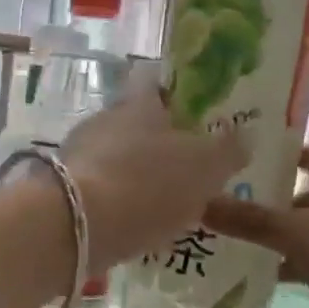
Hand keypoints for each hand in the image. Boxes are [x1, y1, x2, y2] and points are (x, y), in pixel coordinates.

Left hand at [61, 66, 246, 271]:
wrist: (75, 226)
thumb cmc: (147, 183)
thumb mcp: (204, 167)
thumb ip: (227, 150)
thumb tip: (245, 136)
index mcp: (139, 103)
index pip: (155, 81)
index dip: (176, 92)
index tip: (196, 112)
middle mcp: (104, 120)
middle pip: (135, 123)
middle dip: (159, 143)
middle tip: (187, 168)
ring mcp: (79, 155)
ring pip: (117, 158)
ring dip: (138, 176)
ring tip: (166, 205)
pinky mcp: (63, 191)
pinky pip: (101, 190)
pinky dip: (119, 203)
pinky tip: (137, 226)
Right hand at [203, 145, 308, 307]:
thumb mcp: (297, 234)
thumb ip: (249, 219)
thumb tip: (198, 202)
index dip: (276, 157)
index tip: (237, 161)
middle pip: (303, 196)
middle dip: (267, 202)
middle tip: (222, 206)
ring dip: (278, 237)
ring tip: (231, 241)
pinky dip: (293, 264)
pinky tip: (262, 275)